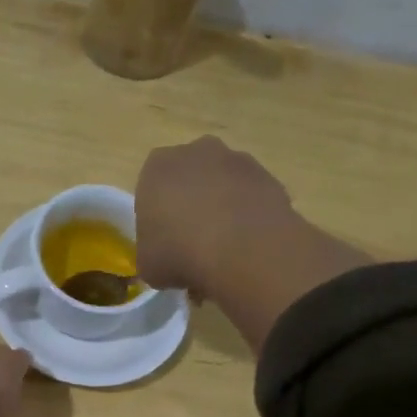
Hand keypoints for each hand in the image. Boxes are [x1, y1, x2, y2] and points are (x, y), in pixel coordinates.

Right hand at [135, 136, 296, 296]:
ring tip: (224, 251)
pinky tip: (247, 248)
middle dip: (191, 206)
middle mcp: (196, 152)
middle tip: (192, 245)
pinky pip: (251, 199)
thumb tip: (164, 258)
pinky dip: (248, 218)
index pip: (151, 189)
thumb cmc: (178, 252)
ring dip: (222, 210)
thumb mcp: (147, 264)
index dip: (156, 218)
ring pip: (223, 187)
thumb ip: (151, 253)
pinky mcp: (269, 177)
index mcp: (157, 167)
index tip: (163, 243)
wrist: (242, 250)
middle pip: (189, 180)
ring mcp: (237, 161)